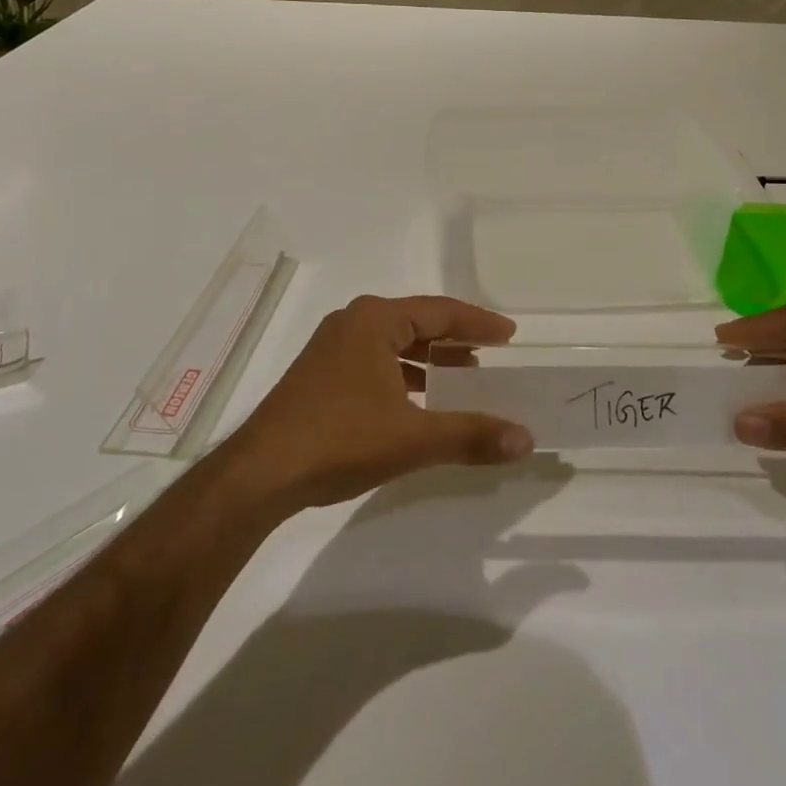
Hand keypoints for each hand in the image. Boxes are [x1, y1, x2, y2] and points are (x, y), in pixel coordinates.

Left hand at [224, 295, 534, 513]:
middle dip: (455, 338)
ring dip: (429, 357)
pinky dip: (404, 373)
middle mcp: (353, 322)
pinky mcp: (320, 374)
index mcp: (376, 320)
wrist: (260, 474)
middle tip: (491, 352)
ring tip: (462, 376)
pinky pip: (375, 360)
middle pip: (418, 321)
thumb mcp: (413, 438)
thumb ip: (471, 435)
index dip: (478, 323)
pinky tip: (417, 400)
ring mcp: (332, 347)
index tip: (509, 334)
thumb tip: (526, 439)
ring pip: (395, 342)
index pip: (441, 311)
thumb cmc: (340, 440)